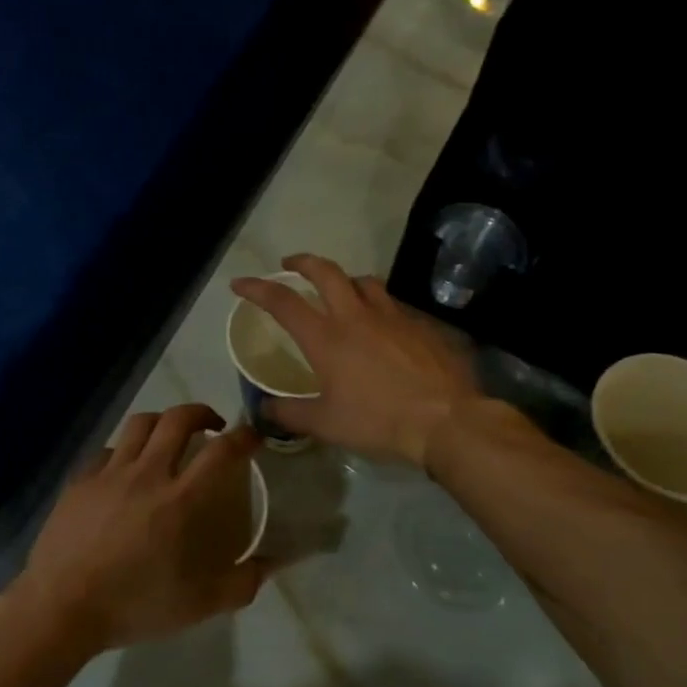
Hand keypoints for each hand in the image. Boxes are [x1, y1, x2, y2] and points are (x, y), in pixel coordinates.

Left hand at [14, 405, 265, 655]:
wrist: (61, 607)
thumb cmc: (133, 605)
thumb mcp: (197, 606)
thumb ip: (239, 584)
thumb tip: (269, 566)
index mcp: (180, 500)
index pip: (221, 451)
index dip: (243, 437)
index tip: (252, 435)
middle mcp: (147, 473)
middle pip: (178, 419)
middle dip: (202, 413)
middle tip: (212, 426)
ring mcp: (110, 472)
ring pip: (140, 424)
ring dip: (163, 422)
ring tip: (169, 436)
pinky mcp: (81, 479)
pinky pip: (108, 450)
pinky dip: (125, 450)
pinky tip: (126, 468)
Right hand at [231, 253, 482, 465]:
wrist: (446, 421)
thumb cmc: (378, 421)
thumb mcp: (326, 424)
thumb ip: (290, 414)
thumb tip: (264, 409)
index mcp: (326, 337)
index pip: (283, 302)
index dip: (257, 288)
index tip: (240, 283)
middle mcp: (356, 316)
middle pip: (326, 272)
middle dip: (303, 262)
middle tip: (291, 264)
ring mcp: (393, 317)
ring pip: (364, 281)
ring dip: (345, 280)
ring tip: (341, 290)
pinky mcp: (421, 326)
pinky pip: (395, 306)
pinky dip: (380, 307)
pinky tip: (384, 328)